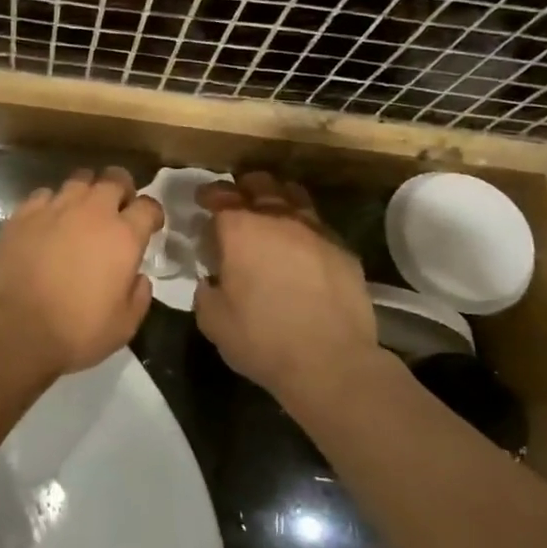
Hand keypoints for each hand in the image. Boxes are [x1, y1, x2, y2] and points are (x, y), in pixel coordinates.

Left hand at [0, 167, 163, 380]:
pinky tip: (48, 222)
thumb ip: (139, 295)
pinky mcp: (22, 214)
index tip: (149, 226)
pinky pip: (45, 194)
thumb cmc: (75, 332)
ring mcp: (54, 208)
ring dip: (87, 192)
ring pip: (79, 179)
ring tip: (82, 212)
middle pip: (114, 178)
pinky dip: (52, 203)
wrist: (11, 329)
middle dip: (122, 189)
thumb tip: (138, 277)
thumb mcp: (124, 326)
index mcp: (123, 236)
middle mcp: (92, 212)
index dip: (152, 214)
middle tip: (118, 209)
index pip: (148, 206)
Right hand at [193, 172, 386, 403]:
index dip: (209, 195)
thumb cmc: (262, 339)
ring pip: (294, 196)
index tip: (202, 201)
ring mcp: (316, 231)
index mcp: (241, 230)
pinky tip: (301, 244)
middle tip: (236, 201)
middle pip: (260, 185)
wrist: (331, 362)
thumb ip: (206, 290)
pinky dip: (304, 227)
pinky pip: (318, 225)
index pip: (221, 196)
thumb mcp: (213, 320)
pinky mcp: (343, 250)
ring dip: (277, 198)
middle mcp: (279, 219)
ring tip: (270, 212)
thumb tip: (211, 280)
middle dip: (244, 187)